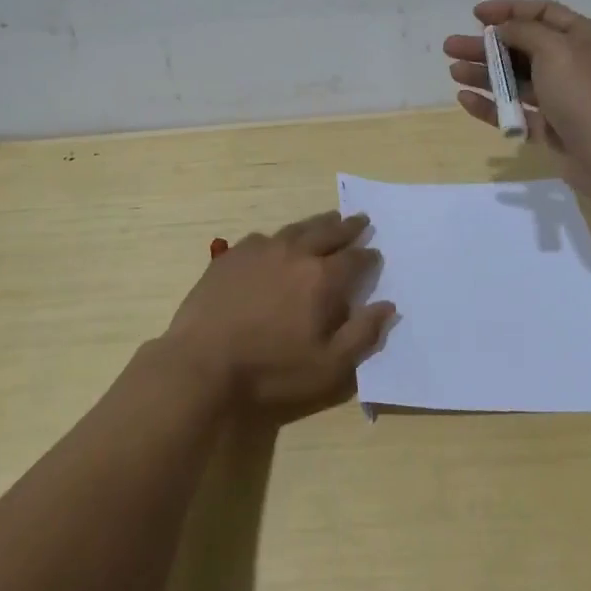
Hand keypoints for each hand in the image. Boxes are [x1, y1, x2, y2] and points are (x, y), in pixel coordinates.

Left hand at [159, 211, 394, 420]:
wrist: (202, 363)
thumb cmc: (270, 370)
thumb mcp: (328, 367)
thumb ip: (363, 334)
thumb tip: (388, 306)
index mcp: (322, 278)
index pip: (355, 259)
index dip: (369, 257)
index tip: (376, 254)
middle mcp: (295, 253)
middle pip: (328, 232)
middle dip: (348, 227)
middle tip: (360, 219)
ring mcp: (261, 250)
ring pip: (297, 229)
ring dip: (317, 224)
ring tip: (328, 220)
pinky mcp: (233, 255)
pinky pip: (264, 237)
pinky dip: (280, 237)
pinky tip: (278, 242)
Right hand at [443, 0, 590, 201]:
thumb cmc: (585, 94)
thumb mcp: (556, 50)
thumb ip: (525, 32)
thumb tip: (504, 29)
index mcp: (585, 38)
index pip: (543, 13)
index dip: (509, 10)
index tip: (476, 14)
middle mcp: (574, 64)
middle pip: (523, 47)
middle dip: (486, 46)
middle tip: (451, 46)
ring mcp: (562, 98)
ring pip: (516, 80)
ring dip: (485, 73)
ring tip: (454, 72)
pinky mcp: (551, 127)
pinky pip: (516, 111)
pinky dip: (492, 104)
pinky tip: (465, 99)